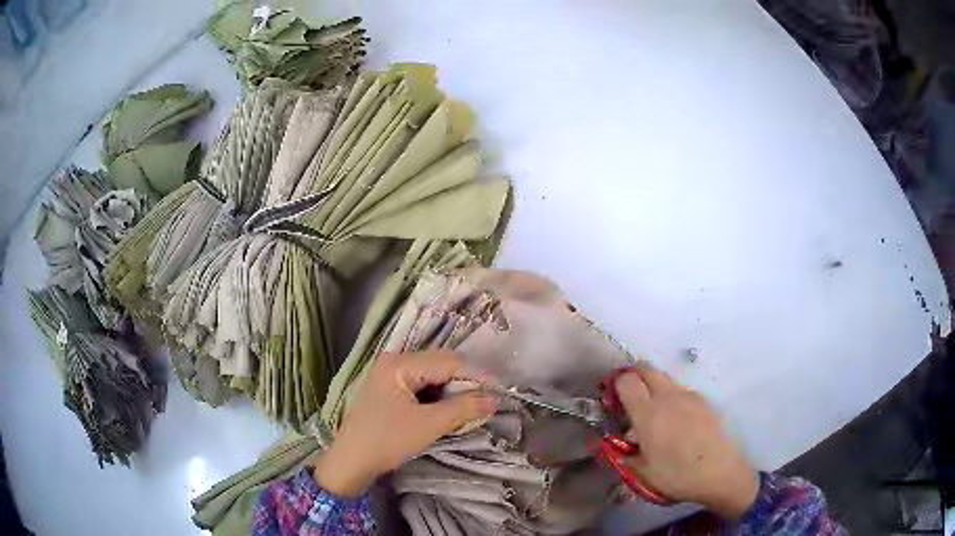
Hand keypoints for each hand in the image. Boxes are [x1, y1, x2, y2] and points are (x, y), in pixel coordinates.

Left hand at [313, 350, 498, 496]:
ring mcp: (390, 375)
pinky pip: (422, 386)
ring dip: (453, 391)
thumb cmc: (387, 440)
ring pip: (433, 377)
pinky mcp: (390, 390)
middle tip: (486, 402)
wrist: (352, 462)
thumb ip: (463, 408)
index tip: (499, 391)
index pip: (448, 362)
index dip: (476, 375)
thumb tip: (495, 399)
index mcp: (399, 363)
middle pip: (440, 365)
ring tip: (470, 408)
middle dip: (465, 383)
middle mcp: (394, 361)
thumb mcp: (428, 425)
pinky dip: (438, 397)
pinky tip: (449, 410)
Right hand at [615, 363, 758, 518]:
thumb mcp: (640, 472)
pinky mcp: (705, 401)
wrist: (719, 472)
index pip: (626, 380)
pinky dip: (672, 397)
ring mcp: (689, 395)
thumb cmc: (676, 475)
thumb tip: (603, 442)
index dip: (615, 385)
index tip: (612, 400)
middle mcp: (668, 396)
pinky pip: (681, 391)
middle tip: (629, 398)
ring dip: (654, 387)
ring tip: (655, 414)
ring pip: (665, 379)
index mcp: (648, 412)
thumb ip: (620, 453)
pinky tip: (677, 422)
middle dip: (634, 376)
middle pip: (647, 369)